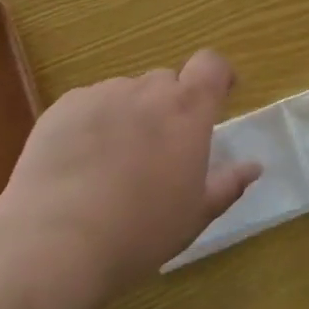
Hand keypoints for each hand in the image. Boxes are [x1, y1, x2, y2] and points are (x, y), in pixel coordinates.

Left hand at [0, 50, 258, 298]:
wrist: (54, 243)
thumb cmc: (139, 232)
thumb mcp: (194, 216)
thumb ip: (227, 185)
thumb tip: (254, 167)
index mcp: (187, 110)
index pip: (211, 65)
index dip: (218, 75)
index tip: (220, 95)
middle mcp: (147, 91)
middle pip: (166, 82)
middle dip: (170, 106)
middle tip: (161, 149)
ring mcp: (101, 94)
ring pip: (126, 94)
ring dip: (130, 115)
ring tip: (114, 163)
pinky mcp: (62, 107)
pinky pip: (89, 105)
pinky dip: (93, 124)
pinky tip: (79, 165)